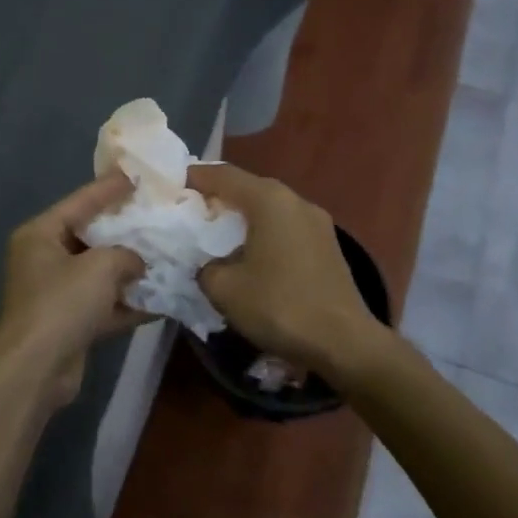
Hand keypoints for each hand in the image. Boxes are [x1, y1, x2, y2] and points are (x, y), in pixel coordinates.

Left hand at [0, 173, 145, 404]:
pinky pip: (104, 303)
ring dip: (131, 269)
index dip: (109, 188)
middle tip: (157, 215)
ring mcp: (56, 292)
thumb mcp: (100, 267)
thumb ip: (126, 254)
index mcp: (40, 235)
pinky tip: (162, 299)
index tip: (136, 175)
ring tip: (166, 255)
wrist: (36, 370)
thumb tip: (138, 261)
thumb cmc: (62, 304)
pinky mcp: (70, 322)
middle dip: (125, 231)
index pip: (80, 202)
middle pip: (91, 236)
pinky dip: (128, 302)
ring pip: (100, 272)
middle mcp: (45, 259)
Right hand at [187, 164, 384, 376]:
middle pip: (249, 188)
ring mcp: (317, 223)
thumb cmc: (280, 306)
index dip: (195, 178)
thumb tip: (210, 266)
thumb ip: (206, 268)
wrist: (344, 343)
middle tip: (191, 212)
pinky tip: (250, 255)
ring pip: (269, 209)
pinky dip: (263, 233)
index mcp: (270, 201)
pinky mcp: (327, 246)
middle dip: (218, 197)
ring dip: (243, 218)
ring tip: (216, 235)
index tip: (173, 185)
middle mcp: (296, 201)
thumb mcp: (225, 289)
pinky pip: (285, 228)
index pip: (224, 175)